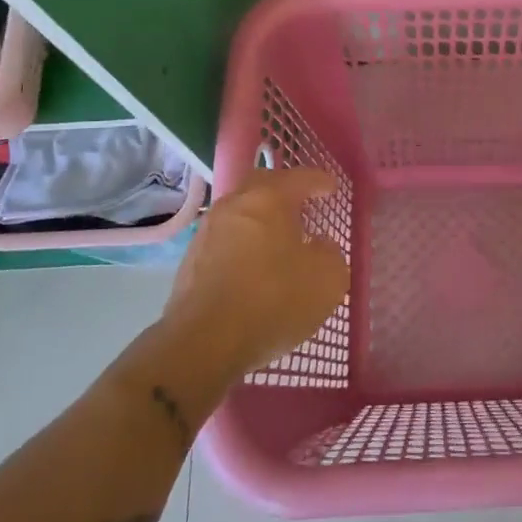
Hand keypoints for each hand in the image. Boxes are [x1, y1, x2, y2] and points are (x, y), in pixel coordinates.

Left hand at [160, 168, 350, 383]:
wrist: (204, 343)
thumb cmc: (274, 300)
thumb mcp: (327, 279)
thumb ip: (330, 254)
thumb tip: (319, 245)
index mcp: (268, 199)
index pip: (299, 178)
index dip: (319, 181)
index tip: (331, 188)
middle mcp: (234, 206)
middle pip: (262, 186)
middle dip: (284, 191)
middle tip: (302, 204)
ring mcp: (207, 233)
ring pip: (240, 213)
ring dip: (261, 219)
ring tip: (279, 238)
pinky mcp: (191, 262)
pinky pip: (226, 240)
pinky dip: (244, 244)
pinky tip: (254, 266)